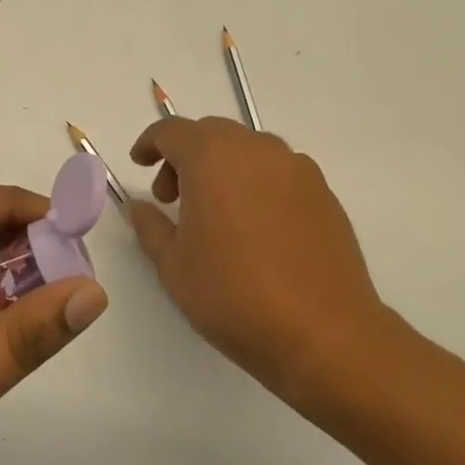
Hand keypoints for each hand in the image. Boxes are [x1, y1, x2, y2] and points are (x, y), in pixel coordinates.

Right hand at [128, 117, 400, 409]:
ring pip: (248, 150)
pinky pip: (278, 172)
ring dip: (223, 167)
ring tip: (216, 214)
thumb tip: (140, 207)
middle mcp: (256, 149)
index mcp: (212, 157)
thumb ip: (150, 226)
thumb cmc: (233, 295)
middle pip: (211, 134)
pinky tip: (255, 227)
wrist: (323, 333)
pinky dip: (256, 184)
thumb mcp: (173, 265)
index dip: (150, 144)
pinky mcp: (324, 193)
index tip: (140, 164)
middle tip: (173, 198)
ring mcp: (297, 169)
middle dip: (185, 157)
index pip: (171, 131)